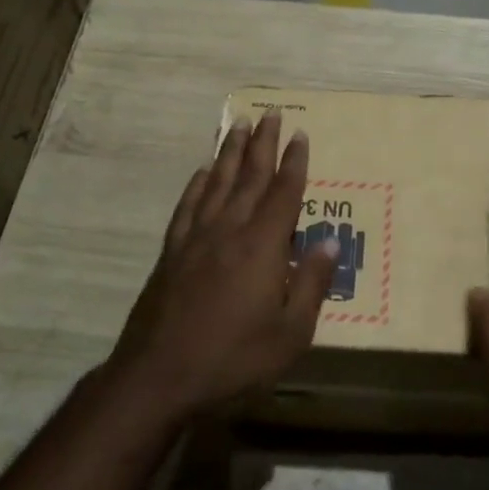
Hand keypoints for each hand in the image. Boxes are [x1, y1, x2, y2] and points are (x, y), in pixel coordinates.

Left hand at [109, 111, 336, 421]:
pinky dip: (197, 185)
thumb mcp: (290, 333)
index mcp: (263, 246)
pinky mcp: (171, 253)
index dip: (294, 162)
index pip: (284, 193)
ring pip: (217, 183)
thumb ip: (312, 285)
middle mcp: (230, 231)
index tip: (299, 134)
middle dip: (262, 143)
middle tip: (270, 113)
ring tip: (238, 126)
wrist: (159, 376)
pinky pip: (188, 207)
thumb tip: (330, 241)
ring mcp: (196, 239)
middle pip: (250, 177)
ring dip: (230, 152)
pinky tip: (202, 172)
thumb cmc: (234, 358)